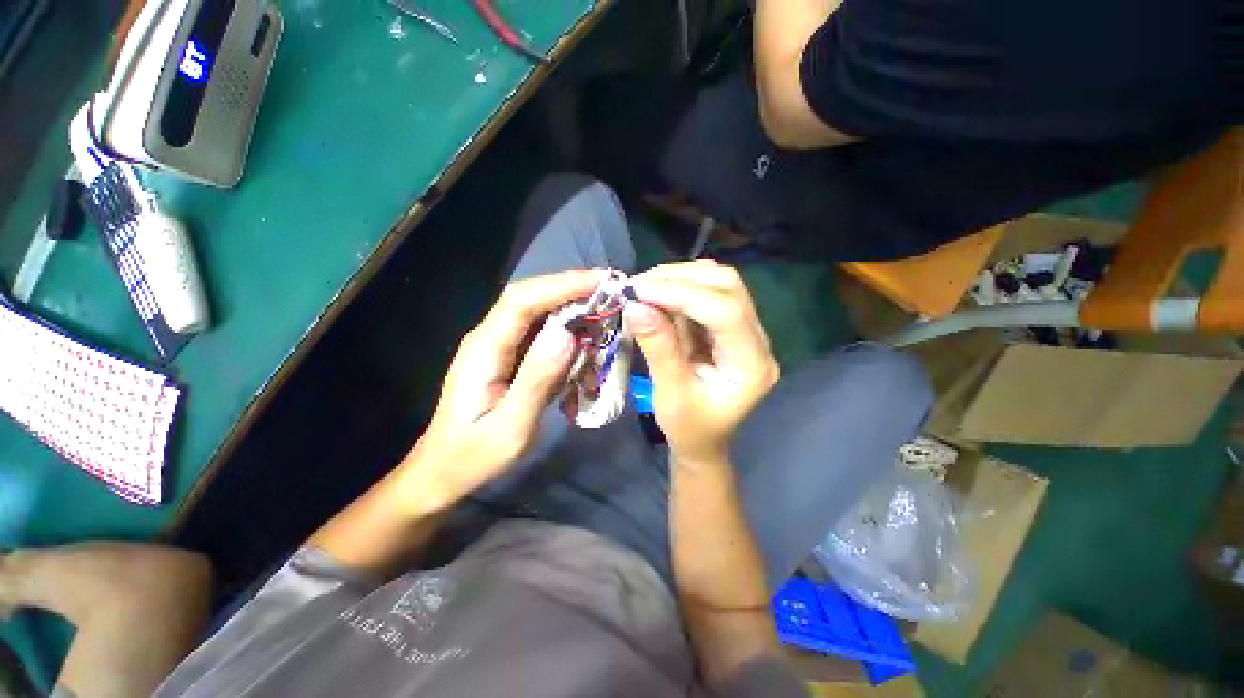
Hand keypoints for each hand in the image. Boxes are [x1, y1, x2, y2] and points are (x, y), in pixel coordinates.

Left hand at [405, 270, 600, 506]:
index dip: (562, 285)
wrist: (444, 470)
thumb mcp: (510, 426)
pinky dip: (567, 328)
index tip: (601, 282)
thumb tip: (568, 334)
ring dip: (571, 306)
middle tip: (611, 291)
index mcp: (485, 348)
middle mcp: (490, 337)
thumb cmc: (474, 454)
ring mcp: (499, 345)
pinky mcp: (509, 356)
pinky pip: (541, 331)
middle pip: (531, 297)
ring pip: (538, 311)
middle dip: (571, 288)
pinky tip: (587, 337)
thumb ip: (537, 379)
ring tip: (606, 310)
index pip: (522, 300)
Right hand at [624, 261, 779, 467]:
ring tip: (643, 289)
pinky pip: (707, 293)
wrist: (703, 440)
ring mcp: (746, 329)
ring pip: (718, 282)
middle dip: (679, 279)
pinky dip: (679, 288)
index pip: (725, 312)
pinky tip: (656, 296)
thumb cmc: (689, 428)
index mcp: (751, 365)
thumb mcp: (670, 394)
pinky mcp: (730, 325)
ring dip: (678, 279)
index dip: (681, 294)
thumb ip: (658, 348)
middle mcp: (757, 340)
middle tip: (638, 286)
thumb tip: (635, 305)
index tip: (639, 291)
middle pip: (727, 286)